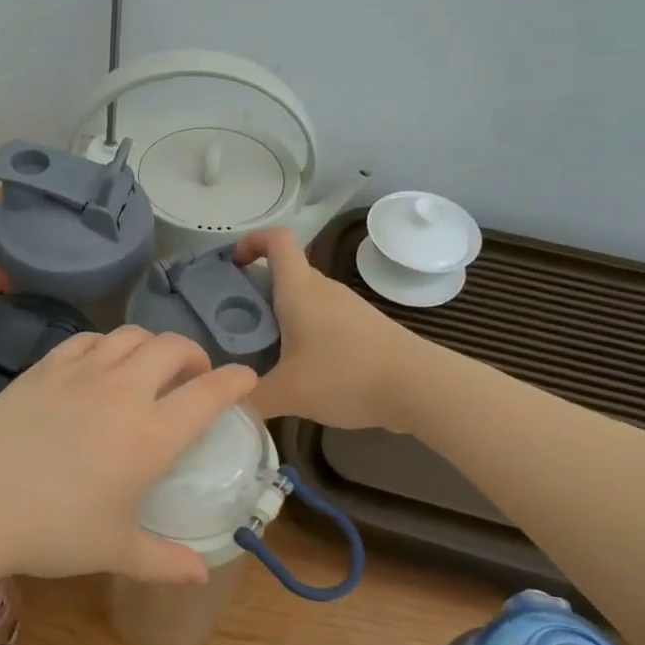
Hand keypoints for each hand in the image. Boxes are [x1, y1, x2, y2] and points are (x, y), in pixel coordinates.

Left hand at [0, 327, 258, 585]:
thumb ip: (164, 561)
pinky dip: (107, 346)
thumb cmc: (52, 531)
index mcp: (151, 434)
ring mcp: (81, 372)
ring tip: (148, 369)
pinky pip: (88, 339)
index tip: (246, 380)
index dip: (236, 381)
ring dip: (151, 346)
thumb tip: (203, 573)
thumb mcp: (114, 550)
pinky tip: (100, 366)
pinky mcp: (45, 367)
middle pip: (173, 347)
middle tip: (192, 378)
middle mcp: (123, 391)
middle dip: (194, 355)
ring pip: (131, 335)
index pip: (210, 391)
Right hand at [234, 228, 420, 430]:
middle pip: (288, 272)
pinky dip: (307, 332)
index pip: (277, 240)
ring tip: (266, 351)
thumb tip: (226, 404)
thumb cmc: (346, 376)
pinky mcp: (365, 327)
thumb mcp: (288, 393)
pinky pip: (325, 318)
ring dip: (284, 315)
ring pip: (307, 298)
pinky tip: (304, 368)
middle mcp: (324, 289)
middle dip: (260, 290)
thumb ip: (251, 398)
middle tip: (238, 323)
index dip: (252, 241)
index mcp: (299, 290)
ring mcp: (349, 307)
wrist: (418, 387)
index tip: (233, 263)